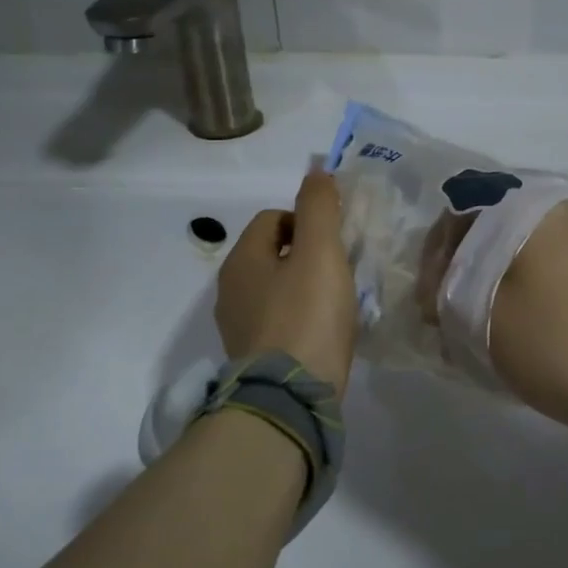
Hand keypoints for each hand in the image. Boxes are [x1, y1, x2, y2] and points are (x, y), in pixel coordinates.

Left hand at [216, 171, 358, 396]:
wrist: (290, 397)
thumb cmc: (307, 316)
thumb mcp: (319, 252)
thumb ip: (319, 207)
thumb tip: (316, 170)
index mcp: (241, 260)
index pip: (271, 219)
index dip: (306, 222)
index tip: (333, 244)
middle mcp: (230, 290)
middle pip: (271, 254)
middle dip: (305, 256)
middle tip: (338, 273)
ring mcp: (237, 327)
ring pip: (274, 289)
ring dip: (303, 288)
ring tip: (334, 305)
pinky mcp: (251, 358)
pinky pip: (277, 322)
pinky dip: (299, 319)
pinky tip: (322, 334)